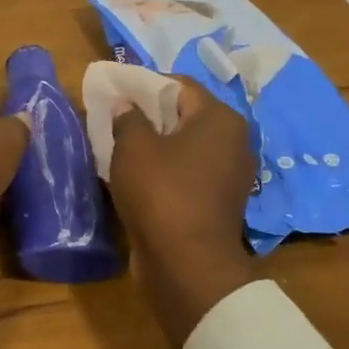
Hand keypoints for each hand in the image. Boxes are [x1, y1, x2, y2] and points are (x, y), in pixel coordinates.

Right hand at [108, 78, 258, 348]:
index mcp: (219, 118)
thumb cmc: (162, 192)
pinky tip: (138, 175)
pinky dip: (166, 169)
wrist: (187, 264)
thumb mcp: (134, 148)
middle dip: (150, 114)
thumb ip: (127, 118)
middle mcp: (234, 141)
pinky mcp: (220, 201)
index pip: (179, 85)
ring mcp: (230, 174)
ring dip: (156, 144)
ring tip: (121, 146)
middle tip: (115, 117)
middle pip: (185, 115)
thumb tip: (125, 105)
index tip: (116, 91)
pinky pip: (189, 173)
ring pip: (186, 146)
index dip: (144, 84)